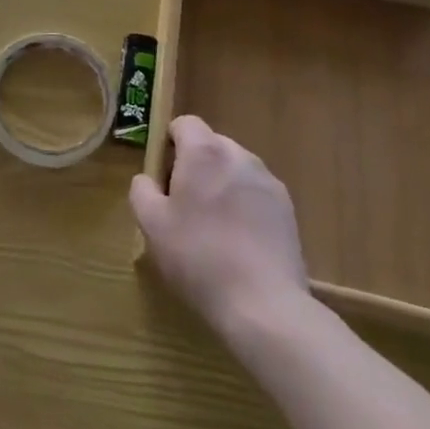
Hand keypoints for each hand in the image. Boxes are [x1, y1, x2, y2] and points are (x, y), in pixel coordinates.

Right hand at [130, 115, 310, 337]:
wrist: (264, 305)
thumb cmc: (198, 258)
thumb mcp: (151, 225)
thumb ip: (142, 190)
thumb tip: (148, 180)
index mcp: (204, 152)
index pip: (184, 123)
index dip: (170, 143)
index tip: (163, 176)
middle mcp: (239, 155)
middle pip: (211, 145)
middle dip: (196, 166)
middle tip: (185, 205)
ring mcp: (268, 181)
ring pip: (235, 169)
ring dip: (222, 185)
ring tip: (214, 227)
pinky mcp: (288, 209)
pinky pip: (256, 193)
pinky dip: (245, 206)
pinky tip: (240, 242)